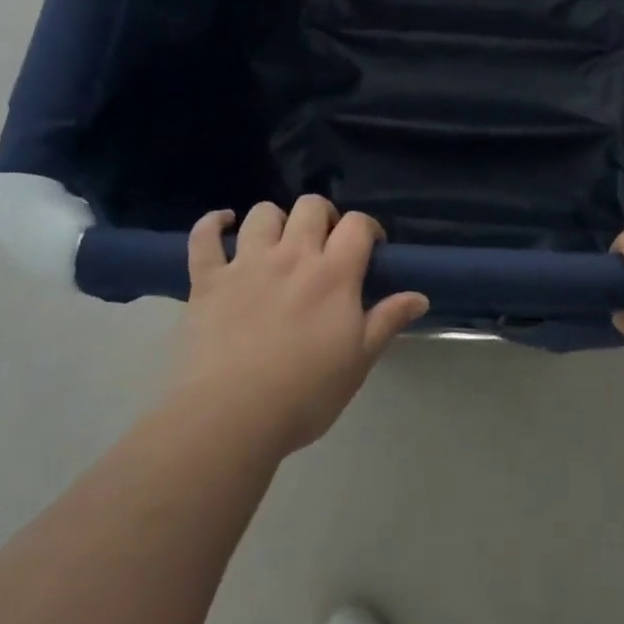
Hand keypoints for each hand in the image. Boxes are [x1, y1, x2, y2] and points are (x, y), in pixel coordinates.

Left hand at [170, 197, 428, 457]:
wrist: (231, 417)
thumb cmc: (305, 393)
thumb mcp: (359, 361)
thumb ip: (388, 321)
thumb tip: (419, 296)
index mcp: (333, 274)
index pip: (357, 224)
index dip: (368, 227)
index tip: (370, 246)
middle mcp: (292, 256)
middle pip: (311, 207)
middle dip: (323, 216)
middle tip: (325, 243)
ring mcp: (246, 264)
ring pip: (262, 214)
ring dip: (275, 219)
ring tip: (278, 241)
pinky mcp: (207, 281)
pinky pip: (203, 238)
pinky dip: (212, 224)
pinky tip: (222, 224)